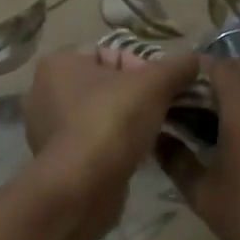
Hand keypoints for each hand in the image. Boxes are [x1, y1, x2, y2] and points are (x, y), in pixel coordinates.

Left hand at [24, 48, 200, 223]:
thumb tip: (195, 60)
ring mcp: (47, 129)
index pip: (108, 53)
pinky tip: (134, 155)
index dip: (141, 66)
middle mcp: (44, 93)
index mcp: (57, 64)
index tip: (160, 88)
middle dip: (136, 96)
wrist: (84, 186)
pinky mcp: (57, 160)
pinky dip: (114, 146)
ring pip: (100, 116)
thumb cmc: (112, 121)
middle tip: (161, 110)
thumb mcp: (155, 84)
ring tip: (151, 133)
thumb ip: (177, 67)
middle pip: (105, 85)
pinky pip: (93, 143)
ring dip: (127, 123)